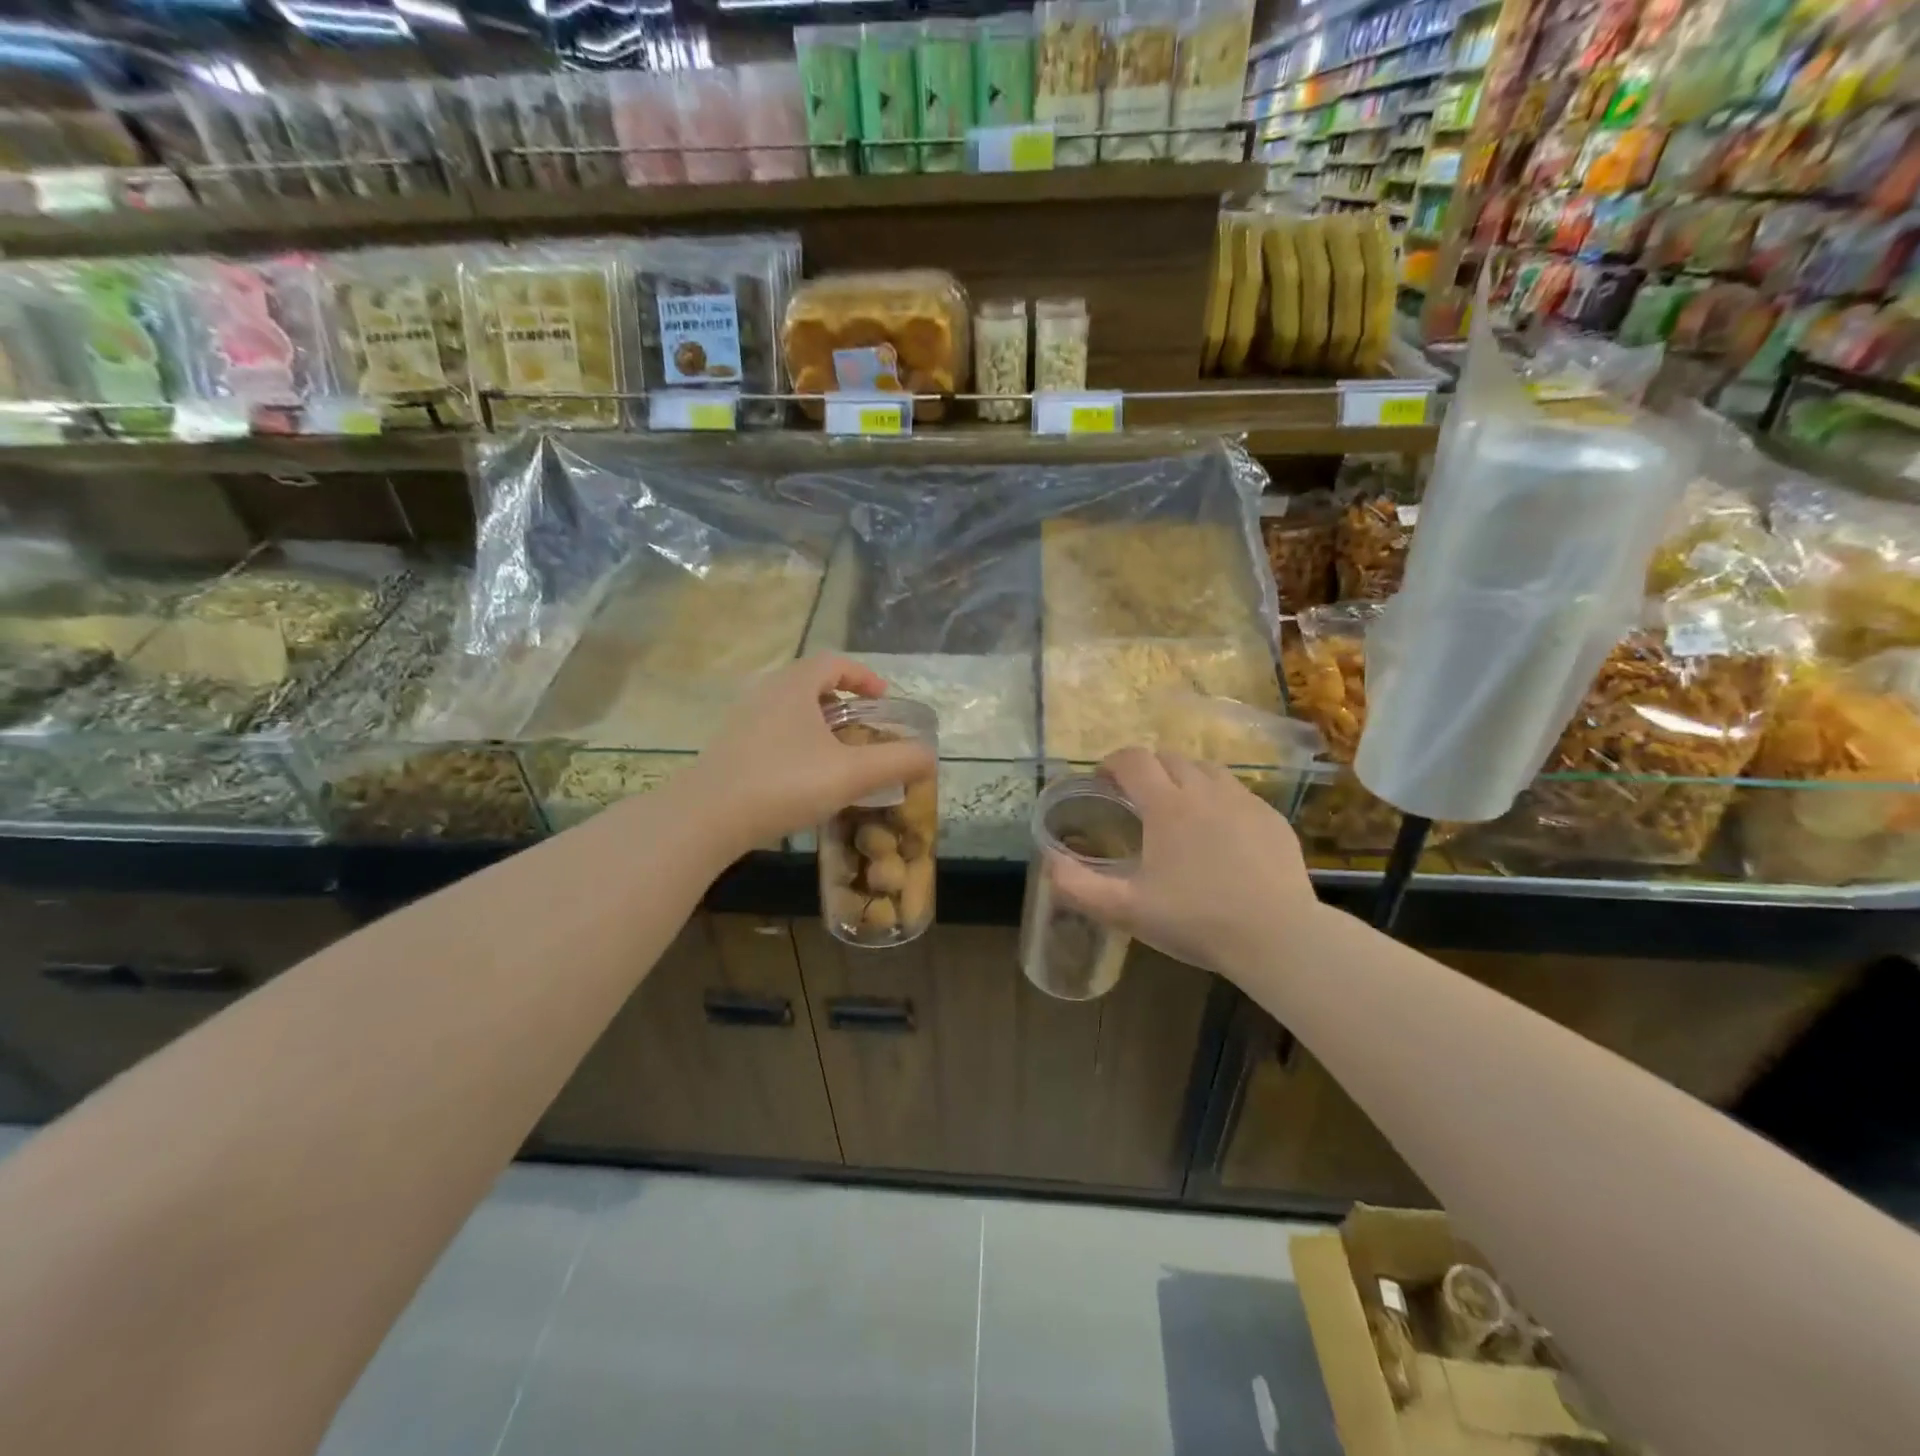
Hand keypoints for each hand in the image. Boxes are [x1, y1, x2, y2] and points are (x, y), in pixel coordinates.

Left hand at [685, 655, 935, 858]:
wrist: (706, 818)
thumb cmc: (784, 783)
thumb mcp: (851, 774)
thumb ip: (896, 762)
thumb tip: (931, 756)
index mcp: (795, 686)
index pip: (834, 662)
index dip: (863, 676)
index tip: (883, 699)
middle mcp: (765, 693)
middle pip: (811, 684)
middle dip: (843, 703)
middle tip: (865, 728)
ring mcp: (742, 721)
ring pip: (790, 711)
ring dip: (819, 726)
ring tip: (839, 756)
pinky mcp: (728, 749)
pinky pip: (772, 734)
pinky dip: (797, 744)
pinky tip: (804, 779)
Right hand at [1048, 747, 1316, 980]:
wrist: (1278, 938)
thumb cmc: (1196, 920)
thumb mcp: (1127, 910)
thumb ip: (1079, 886)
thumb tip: (1048, 861)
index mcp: (1167, 806)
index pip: (1133, 760)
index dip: (1112, 763)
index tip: (1103, 781)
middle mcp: (1205, 791)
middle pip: (1169, 758)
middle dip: (1147, 770)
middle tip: (1136, 798)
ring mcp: (1244, 802)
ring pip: (1207, 770)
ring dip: (1184, 778)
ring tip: (1177, 808)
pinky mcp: (1272, 819)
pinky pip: (1238, 793)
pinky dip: (1218, 799)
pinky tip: (1218, 832)